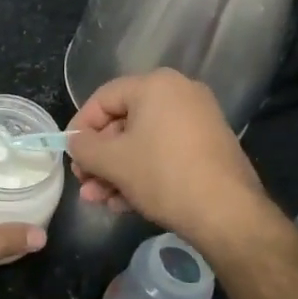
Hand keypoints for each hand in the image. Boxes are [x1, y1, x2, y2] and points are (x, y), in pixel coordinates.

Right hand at [66, 69, 267, 240]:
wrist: (228, 214)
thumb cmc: (163, 175)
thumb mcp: (113, 161)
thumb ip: (83, 146)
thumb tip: (76, 143)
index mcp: (156, 85)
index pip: (103, 98)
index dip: (80, 127)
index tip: (69, 154)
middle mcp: (180, 94)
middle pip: (124, 122)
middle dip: (100, 157)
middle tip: (85, 183)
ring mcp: (199, 120)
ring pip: (143, 142)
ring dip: (117, 171)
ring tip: (100, 200)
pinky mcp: (209, 147)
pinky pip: (165, 153)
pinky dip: (143, 173)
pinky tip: (125, 203)